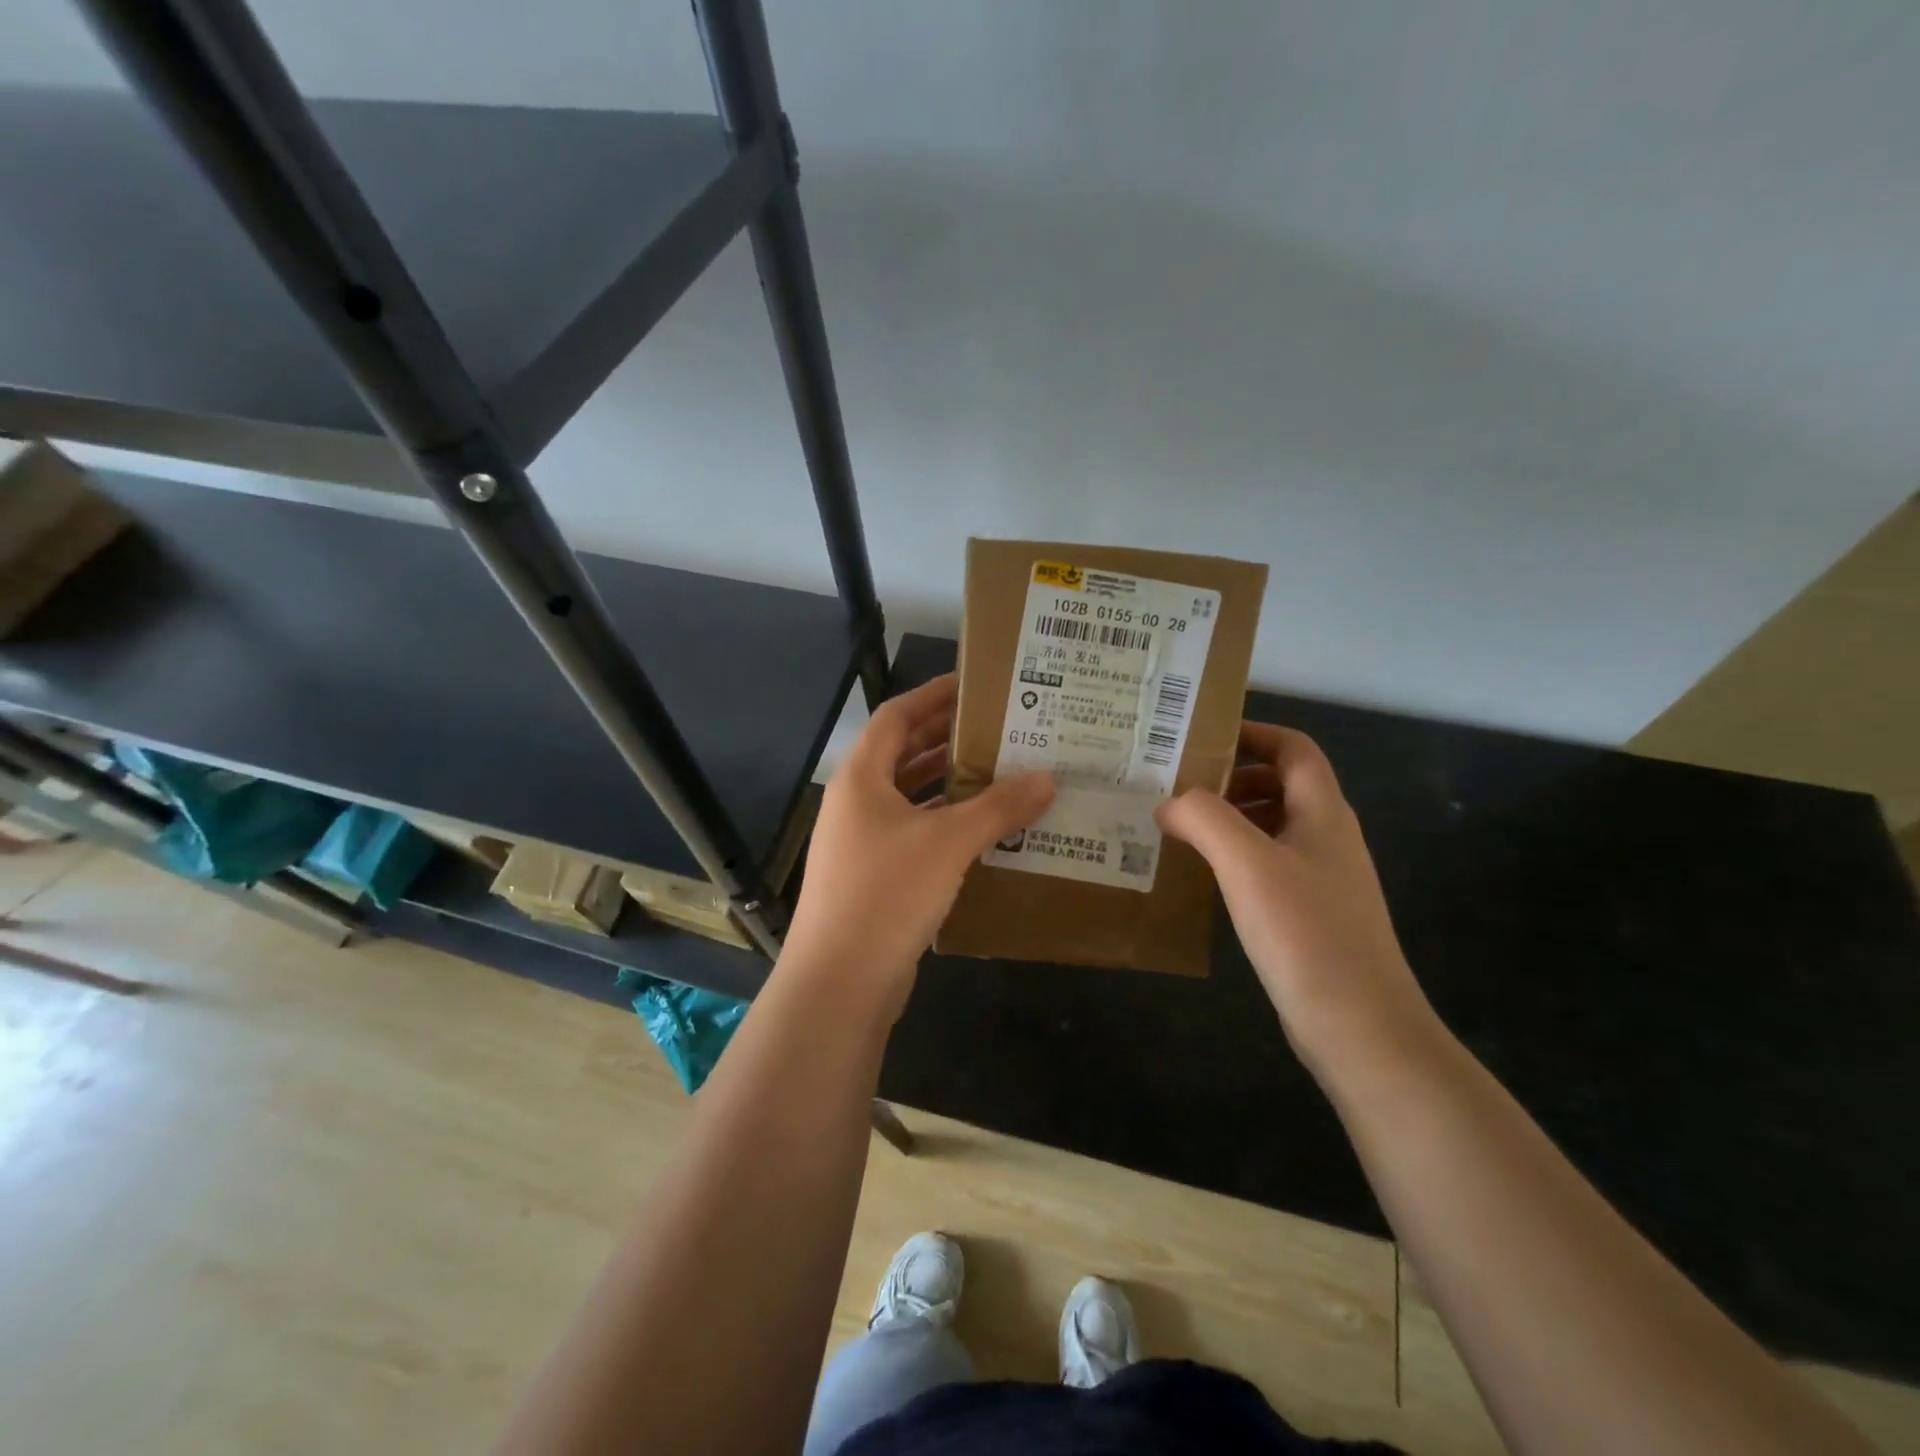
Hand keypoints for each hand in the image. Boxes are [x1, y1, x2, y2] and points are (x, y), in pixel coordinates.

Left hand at [781, 674, 1054, 1015]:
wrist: (840, 983)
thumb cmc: (886, 893)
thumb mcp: (948, 843)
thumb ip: (998, 807)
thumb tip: (1047, 779)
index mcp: (862, 777)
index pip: (898, 715)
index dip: (935, 695)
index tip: (977, 685)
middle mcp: (858, 802)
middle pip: (904, 754)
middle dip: (949, 739)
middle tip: (1001, 728)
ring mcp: (863, 842)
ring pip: (912, 797)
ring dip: (952, 785)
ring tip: (1003, 773)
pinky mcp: (876, 877)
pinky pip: (917, 834)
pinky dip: (948, 825)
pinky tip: (987, 830)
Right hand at [1156, 722, 1438, 1073]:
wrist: (1360, 1027)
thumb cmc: (1305, 933)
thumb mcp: (1247, 863)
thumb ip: (1203, 818)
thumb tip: (1168, 803)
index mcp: (1323, 813)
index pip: (1294, 749)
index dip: (1252, 733)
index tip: (1200, 737)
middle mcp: (1327, 837)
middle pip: (1281, 784)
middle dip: (1230, 778)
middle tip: (1176, 785)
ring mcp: (1322, 879)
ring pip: (1272, 827)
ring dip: (1229, 819)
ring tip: (1178, 827)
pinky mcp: (1310, 915)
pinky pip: (1268, 866)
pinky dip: (1234, 858)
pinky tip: (1202, 876)